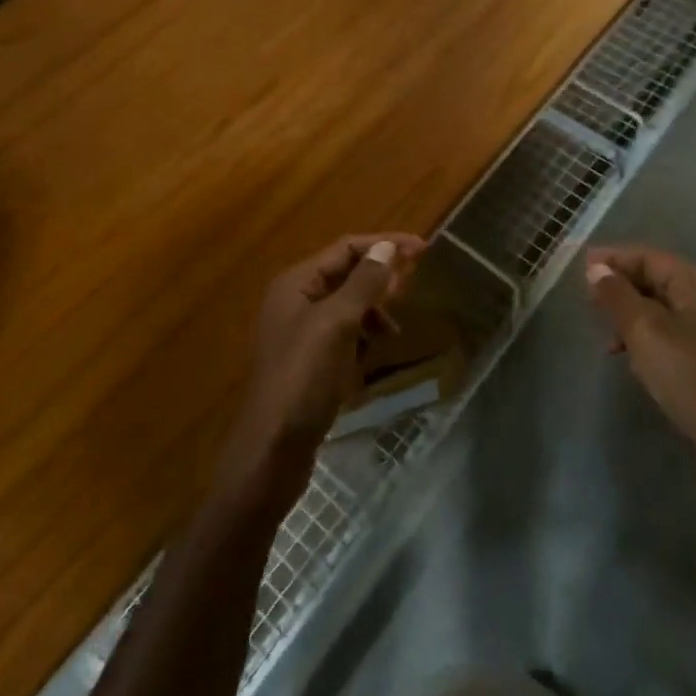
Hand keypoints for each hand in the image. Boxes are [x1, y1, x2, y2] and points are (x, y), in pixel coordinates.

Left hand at [219, 232, 424, 508]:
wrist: (272, 450)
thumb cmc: (304, 378)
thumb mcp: (337, 324)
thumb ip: (364, 283)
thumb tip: (388, 247)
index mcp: (296, 283)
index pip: (346, 248)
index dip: (384, 244)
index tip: (423, 249)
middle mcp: (295, 300)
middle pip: (345, 273)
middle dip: (380, 276)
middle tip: (415, 283)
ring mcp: (300, 332)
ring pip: (346, 305)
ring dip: (373, 309)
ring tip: (394, 330)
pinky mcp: (308, 361)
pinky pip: (343, 334)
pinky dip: (362, 336)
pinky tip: (374, 353)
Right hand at [584, 245, 695, 487]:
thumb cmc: (691, 376)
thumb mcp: (645, 331)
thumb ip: (617, 296)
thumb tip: (596, 268)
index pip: (649, 257)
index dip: (613, 259)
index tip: (580, 266)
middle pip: (657, 280)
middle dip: (621, 288)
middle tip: (587, 301)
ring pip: (661, 310)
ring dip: (630, 317)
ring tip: (606, 338)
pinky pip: (670, 335)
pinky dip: (646, 339)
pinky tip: (631, 359)